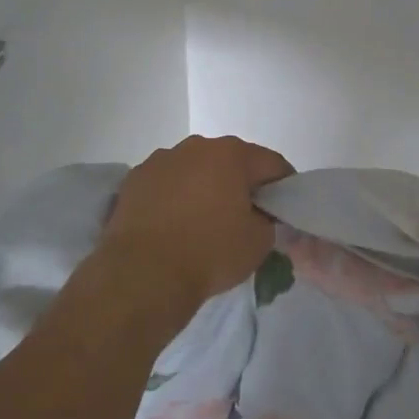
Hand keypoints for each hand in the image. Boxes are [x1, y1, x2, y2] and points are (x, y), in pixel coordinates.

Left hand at [98, 134, 294, 322]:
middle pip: (231, 161)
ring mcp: (162, 158)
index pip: (271, 163)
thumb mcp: (259, 242)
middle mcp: (196, 146)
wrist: (143, 272)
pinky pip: (167, 182)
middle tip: (245, 215)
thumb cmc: (209, 253)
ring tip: (203, 220)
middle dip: (240, 183)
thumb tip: (258, 213)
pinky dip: (174, 195)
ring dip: (204, 186)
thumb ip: (267, 219)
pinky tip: (173, 223)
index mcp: (232, 154)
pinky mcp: (136, 177)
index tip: (283, 208)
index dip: (283, 185)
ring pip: (195, 169)